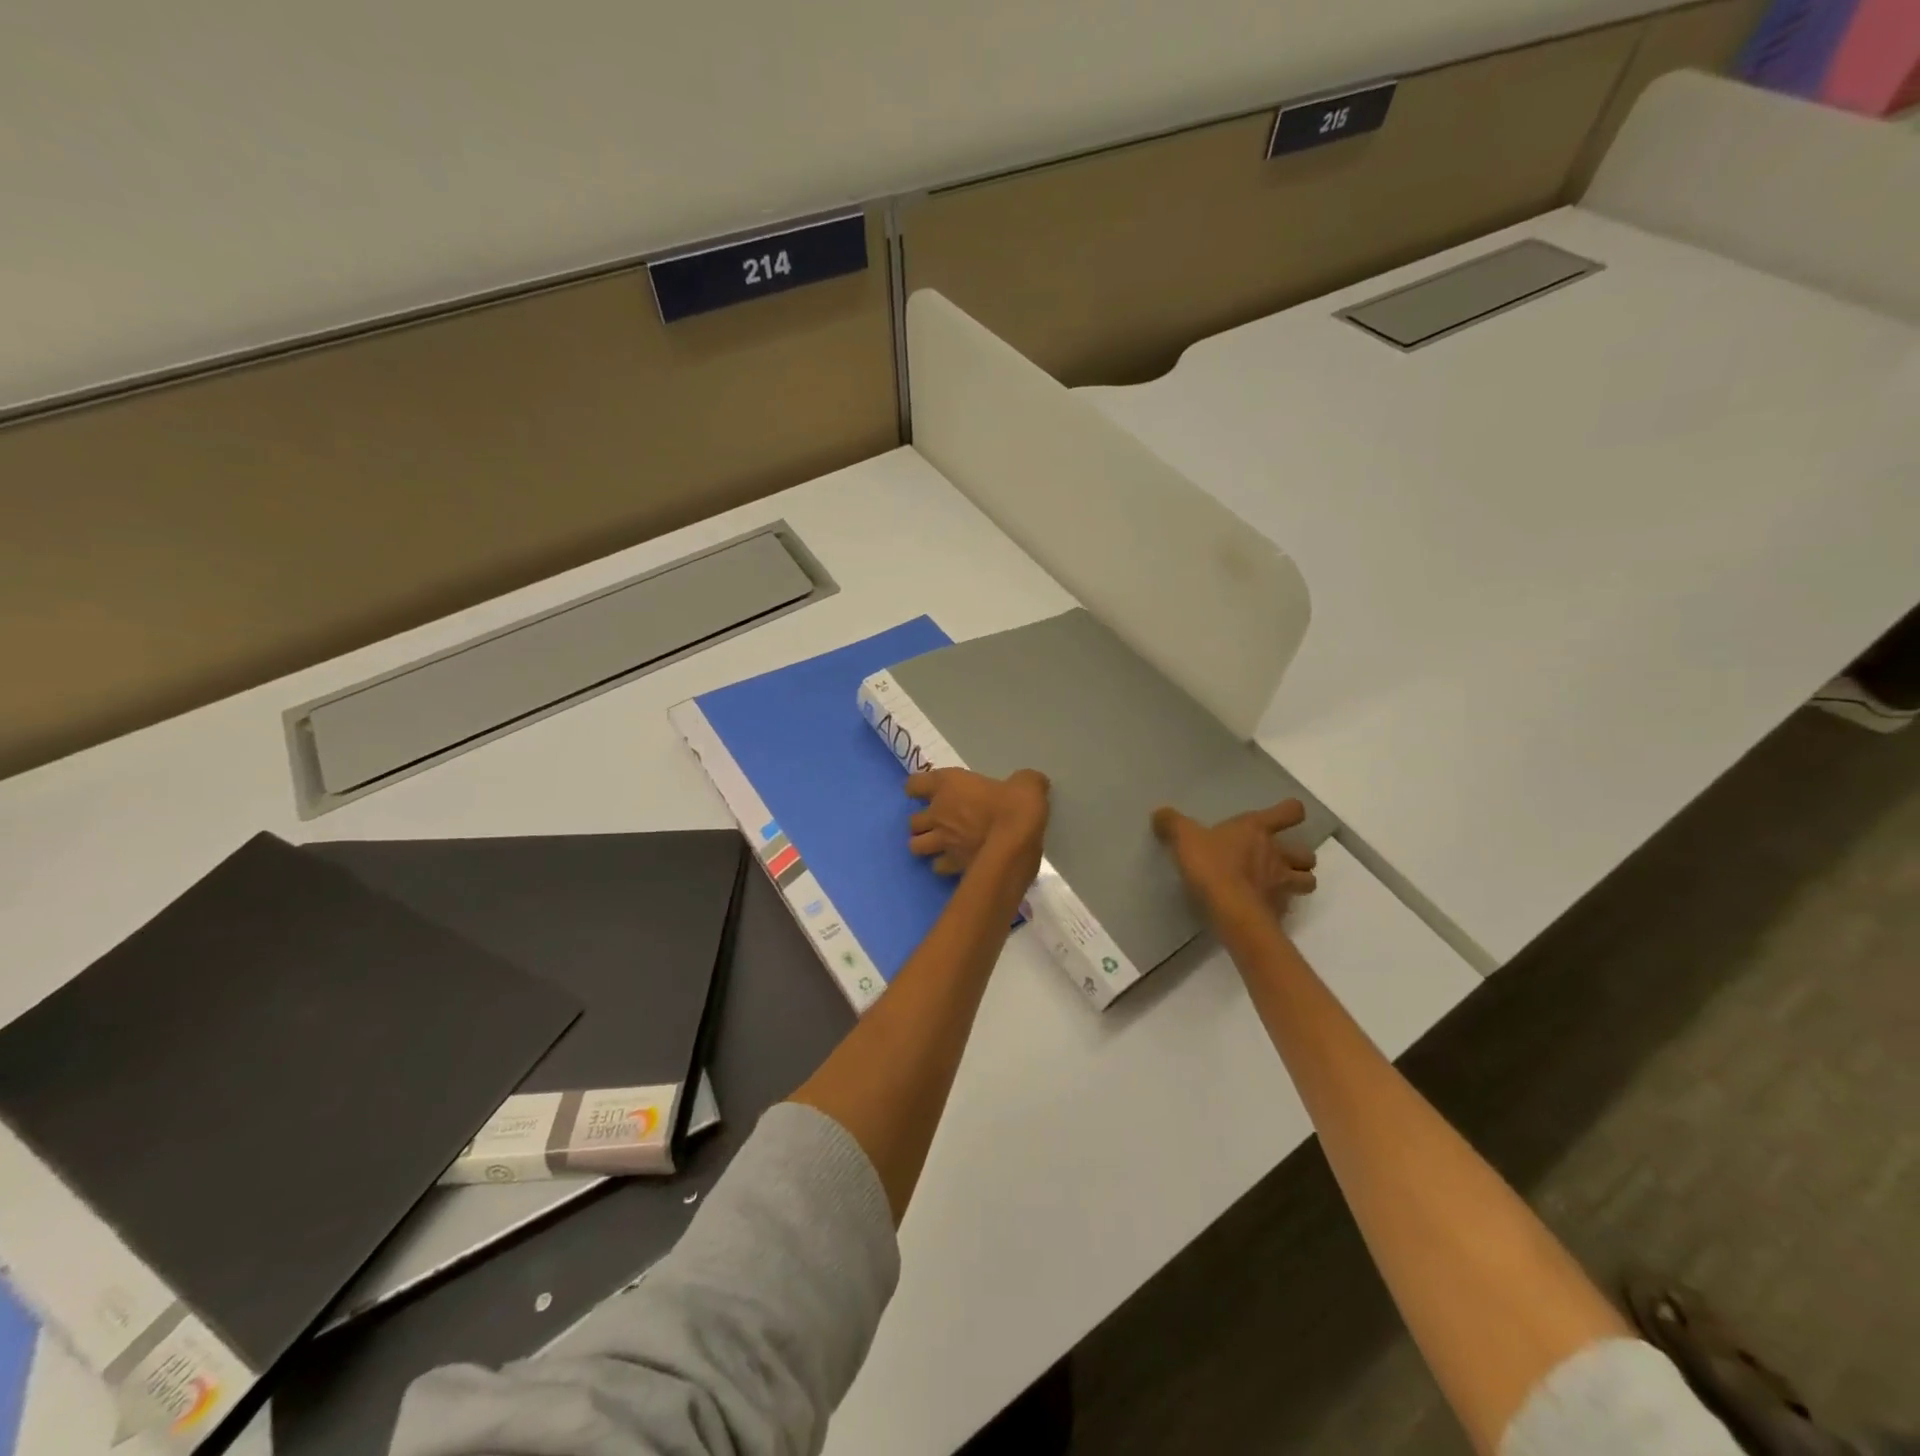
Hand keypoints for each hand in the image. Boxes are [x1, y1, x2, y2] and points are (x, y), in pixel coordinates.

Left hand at [906, 768, 1049, 878]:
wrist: (1016, 843)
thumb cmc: (1015, 805)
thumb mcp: (1026, 783)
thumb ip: (1024, 781)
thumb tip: (1032, 782)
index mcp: (948, 784)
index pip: (914, 784)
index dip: (917, 788)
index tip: (926, 791)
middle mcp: (938, 812)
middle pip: (912, 820)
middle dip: (921, 822)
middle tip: (938, 822)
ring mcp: (942, 841)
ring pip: (915, 846)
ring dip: (924, 845)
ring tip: (939, 845)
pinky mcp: (952, 865)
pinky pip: (937, 867)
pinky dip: (943, 866)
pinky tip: (955, 863)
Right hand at [1152, 800, 1317, 920]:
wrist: (1230, 910)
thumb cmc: (1212, 865)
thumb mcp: (1184, 838)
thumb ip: (1172, 823)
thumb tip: (1160, 813)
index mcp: (1257, 830)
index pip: (1289, 812)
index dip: (1290, 811)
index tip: (1286, 815)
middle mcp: (1277, 854)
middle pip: (1307, 853)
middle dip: (1299, 856)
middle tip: (1281, 860)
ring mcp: (1282, 884)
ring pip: (1308, 881)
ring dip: (1298, 881)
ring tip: (1279, 885)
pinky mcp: (1278, 911)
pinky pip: (1287, 907)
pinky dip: (1279, 906)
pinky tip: (1262, 908)